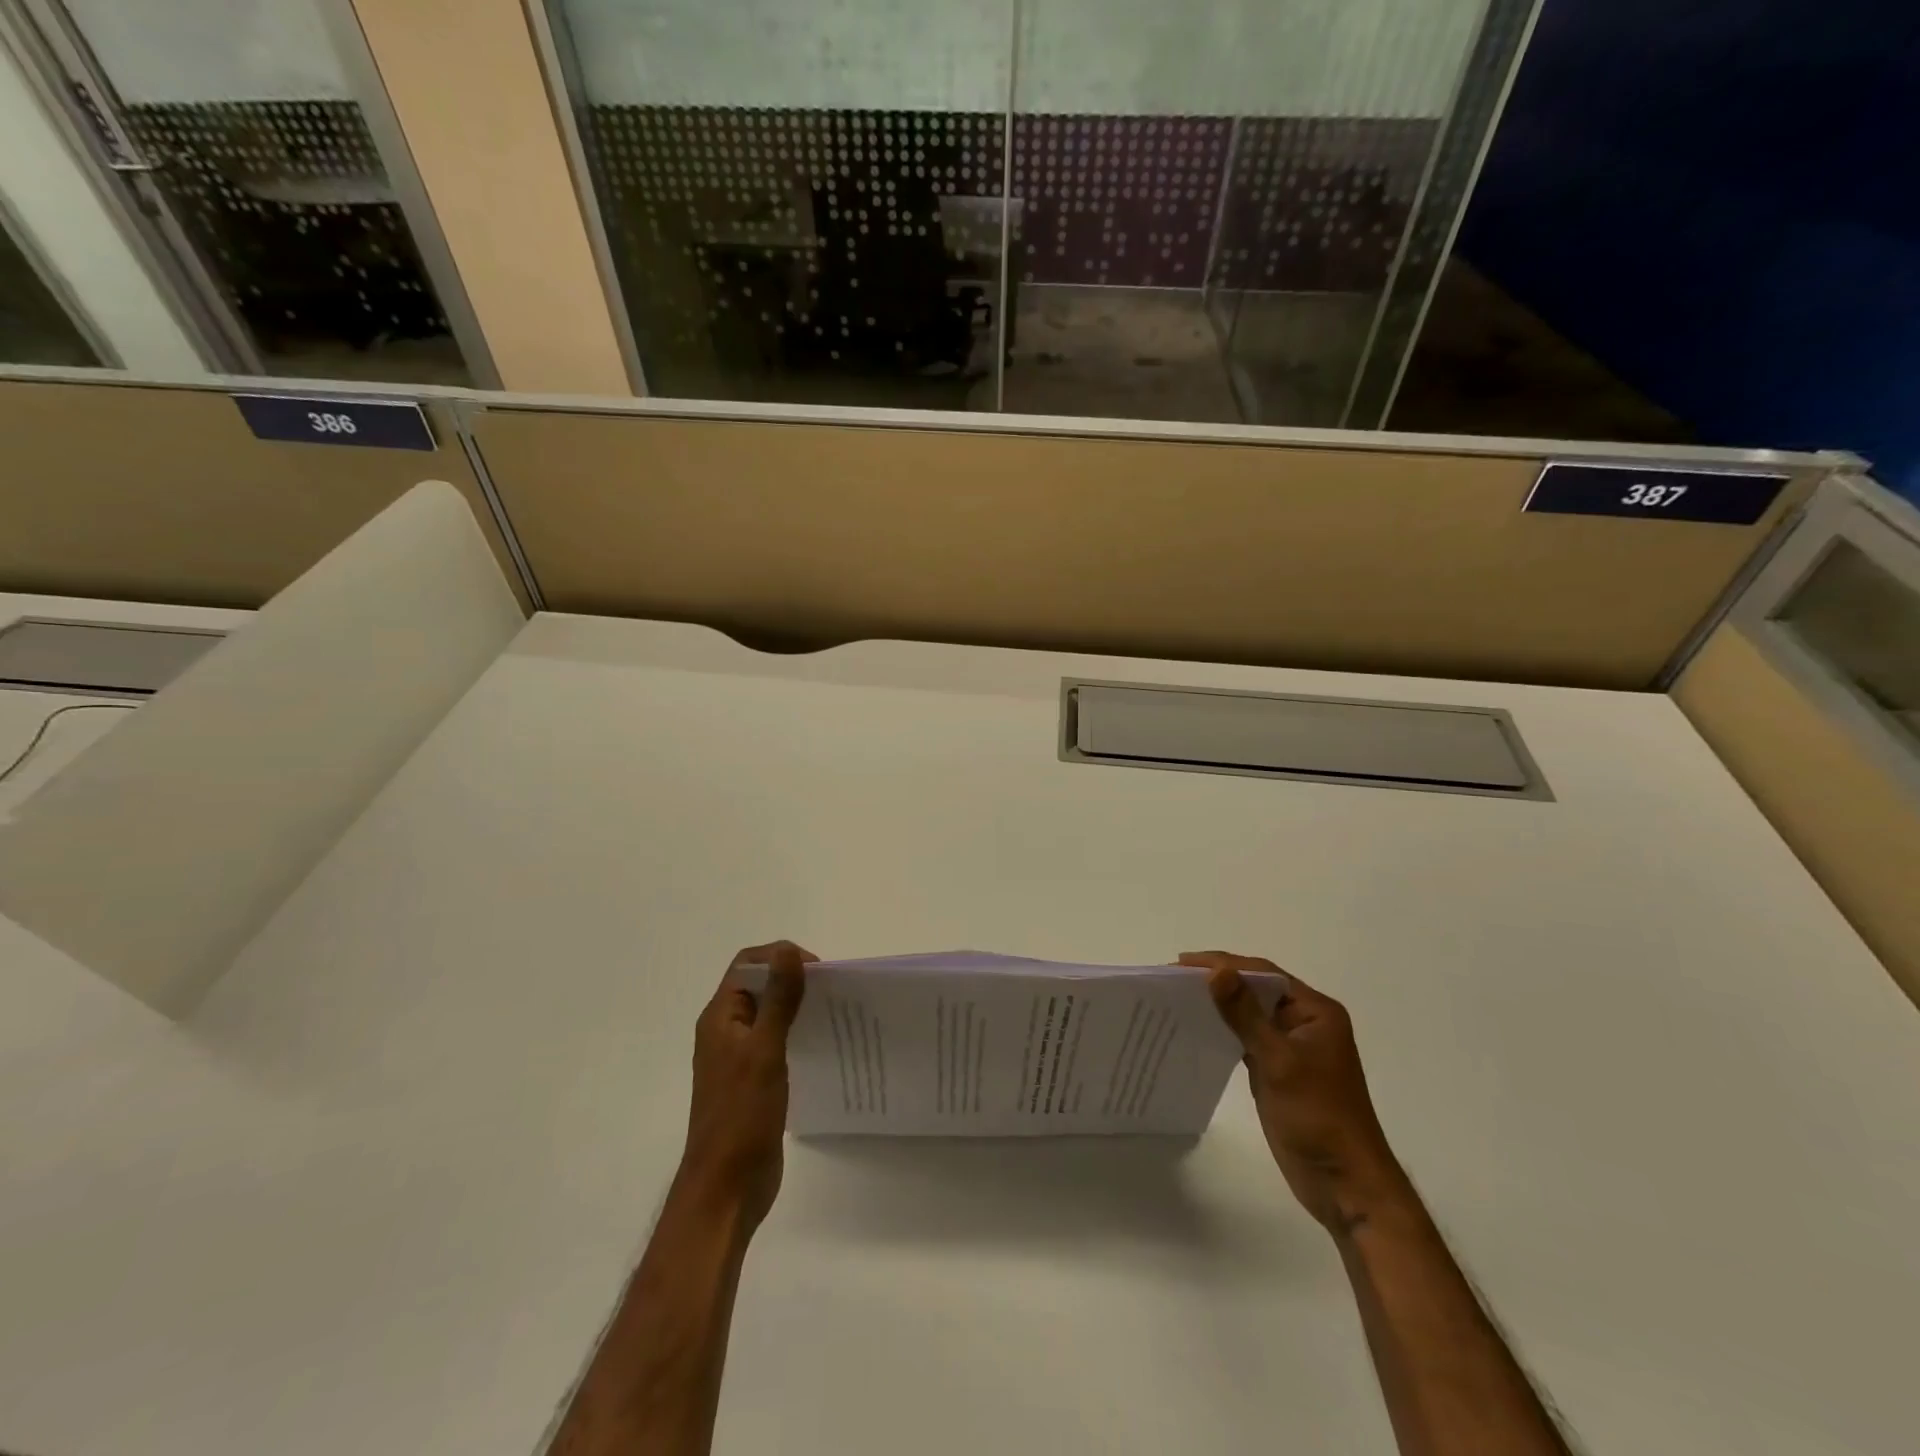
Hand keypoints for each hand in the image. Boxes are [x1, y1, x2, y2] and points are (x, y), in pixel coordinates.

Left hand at [677, 941, 815, 1231]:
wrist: (726, 1189)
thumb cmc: (741, 1115)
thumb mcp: (764, 1050)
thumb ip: (779, 999)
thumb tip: (788, 950)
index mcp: (720, 1017)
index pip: (748, 964)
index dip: (780, 957)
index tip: (817, 971)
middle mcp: (726, 1031)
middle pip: (760, 986)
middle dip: (793, 980)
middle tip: (832, 992)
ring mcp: (739, 1058)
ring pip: (770, 1015)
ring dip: (797, 1008)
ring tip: (834, 1015)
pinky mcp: (753, 1081)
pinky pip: (776, 1043)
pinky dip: (797, 1035)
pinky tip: (822, 1046)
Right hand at [1184, 950, 1408, 1233]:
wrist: (1345, 1185)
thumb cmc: (1318, 1118)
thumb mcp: (1279, 1061)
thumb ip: (1246, 1015)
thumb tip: (1216, 971)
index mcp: (1316, 1012)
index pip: (1264, 974)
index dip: (1223, 963)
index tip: (1181, 963)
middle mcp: (1305, 1022)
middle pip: (1256, 990)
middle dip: (1218, 981)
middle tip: (1172, 979)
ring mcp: (1292, 1047)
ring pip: (1250, 1014)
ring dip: (1219, 1006)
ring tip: (1178, 999)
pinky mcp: (1278, 1070)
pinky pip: (1247, 1038)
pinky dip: (1224, 1031)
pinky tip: (1197, 1029)